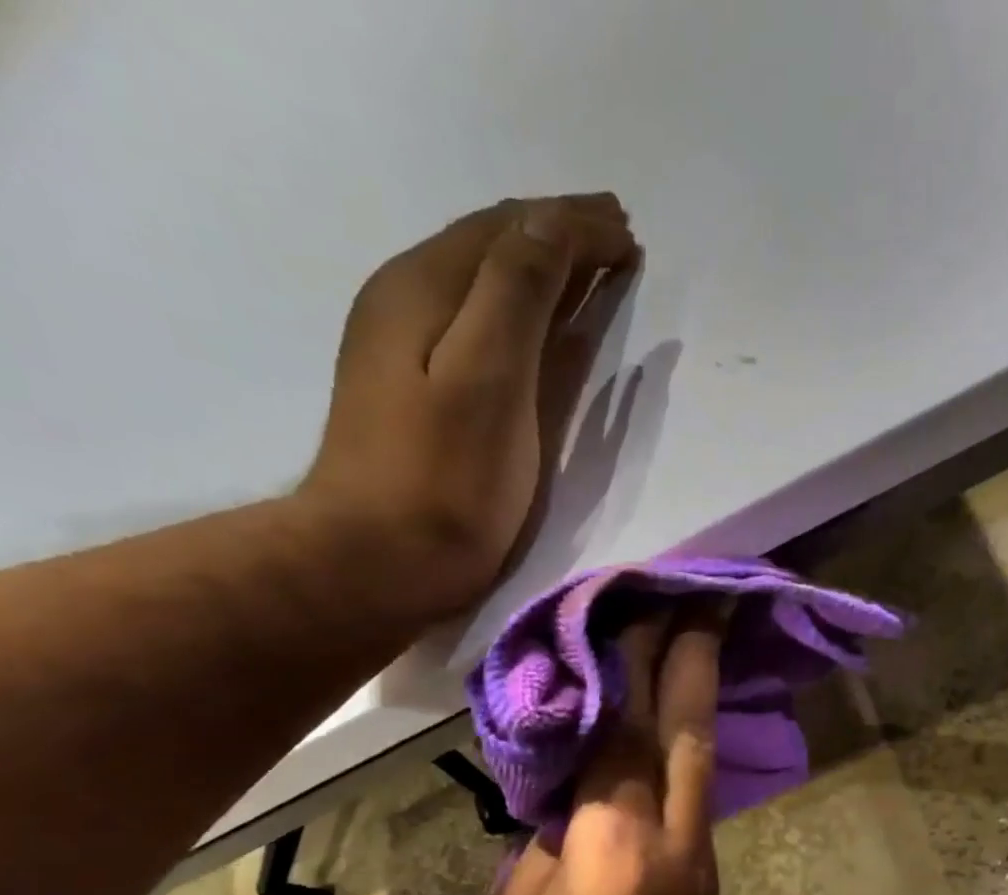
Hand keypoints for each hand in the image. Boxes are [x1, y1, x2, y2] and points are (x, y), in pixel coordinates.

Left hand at [300, 194, 636, 624]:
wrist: (378, 560)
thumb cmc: (444, 478)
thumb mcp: (488, 376)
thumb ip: (517, 292)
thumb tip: (552, 221)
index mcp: (425, 287)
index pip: (509, 230)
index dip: (572, 223)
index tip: (630, 232)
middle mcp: (410, 301)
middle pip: (493, 249)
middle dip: (559, 237)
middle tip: (620, 240)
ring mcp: (409, 348)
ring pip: (486, 287)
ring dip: (543, 272)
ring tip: (594, 270)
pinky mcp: (420, 393)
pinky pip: (481, 329)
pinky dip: (524, 316)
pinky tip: (546, 327)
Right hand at [465, 607, 724, 894]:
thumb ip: (547, 839)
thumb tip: (575, 782)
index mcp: (612, 853)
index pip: (622, 734)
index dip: (631, 665)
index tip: (643, 601)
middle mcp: (672, 847)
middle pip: (683, 733)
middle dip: (694, 657)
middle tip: (706, 592)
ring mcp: (701, 865)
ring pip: (700, 760)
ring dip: (700, 694)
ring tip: (702, 634)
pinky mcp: (707, 883)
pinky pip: (698, 796)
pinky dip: (691, 746)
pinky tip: (683, 716)